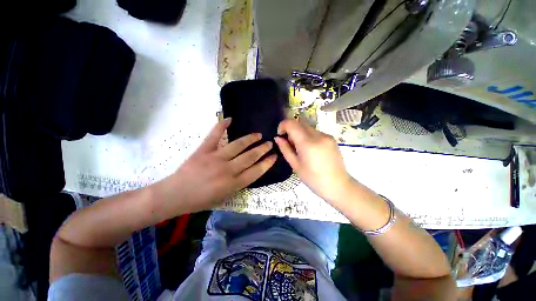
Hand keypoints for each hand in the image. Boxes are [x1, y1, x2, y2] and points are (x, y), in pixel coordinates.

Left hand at [155, 118, 276, 216]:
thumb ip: (239, 184)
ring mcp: (215, 158)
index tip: (274, 156)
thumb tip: (249, 171)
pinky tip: (229, 119)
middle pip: (250, 156)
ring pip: (238, 145)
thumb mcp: (225, 197)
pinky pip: (214, 135)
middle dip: (262, 149)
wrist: (175, 195)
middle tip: (269, 143)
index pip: (256, 171)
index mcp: (233, 184)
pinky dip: (221, 125)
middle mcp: (227, 170)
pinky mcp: (204, 150)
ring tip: (258, 135)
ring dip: (250, 139)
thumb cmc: (201, 200)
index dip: (267, 163)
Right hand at [274, 119, 352, 201]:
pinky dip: (308, 136)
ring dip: (300, 133)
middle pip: (300, 123)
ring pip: (308, 127)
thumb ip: (285, 149)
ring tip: (301, 148)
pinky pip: (315, 132)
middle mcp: (318, 135)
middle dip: (291, 129)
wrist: (338, 185)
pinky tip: (310, 150)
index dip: (283, 125)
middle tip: (290, 143)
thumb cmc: (313, 179)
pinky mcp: (331, 138)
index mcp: (307, 143)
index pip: (292, 124)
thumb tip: (277, 138)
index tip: (280, 135)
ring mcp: (326, 136)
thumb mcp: (295, 165)